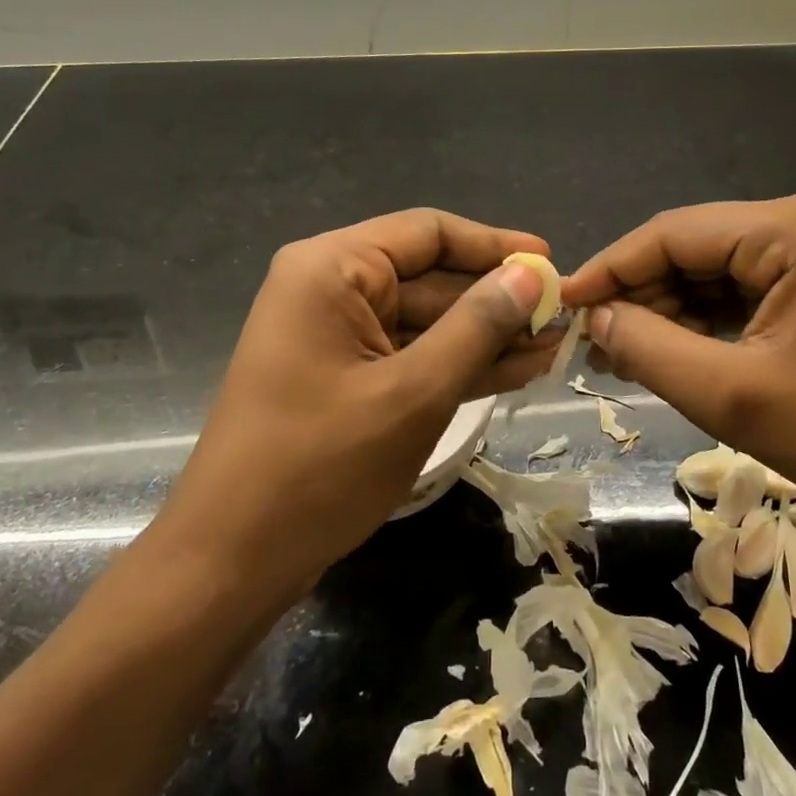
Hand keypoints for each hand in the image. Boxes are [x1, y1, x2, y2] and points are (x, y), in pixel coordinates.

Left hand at [151, 210, 560, 598]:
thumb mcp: (413, 393)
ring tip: (554, 347)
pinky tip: (516, 371)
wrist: (231, 562)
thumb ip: (476, 327)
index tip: (550, 264)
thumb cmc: (319, 468)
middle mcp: (331, 288)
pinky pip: (411, 356)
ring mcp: (337, 336)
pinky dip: (458, 364)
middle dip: (496, 301)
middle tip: (564, 318)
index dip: (494, 246)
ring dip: (486, 337)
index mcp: (332, 269)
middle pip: (430, 277)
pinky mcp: (346, 377)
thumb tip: (529, 278)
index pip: (428, 233)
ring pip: (427, 321)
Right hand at [560, 193, 795, 522]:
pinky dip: (698, 316)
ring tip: (617, 352)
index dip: (612, 267)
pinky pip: (738, 284)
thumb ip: (646, 347)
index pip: (676, 232)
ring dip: (664, 308)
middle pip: (693, 246)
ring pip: (710, 267)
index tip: (563, 301)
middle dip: (639, 293)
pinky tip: (663, 348)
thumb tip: (591, 317)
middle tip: (590, 339)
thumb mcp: (728, 395)